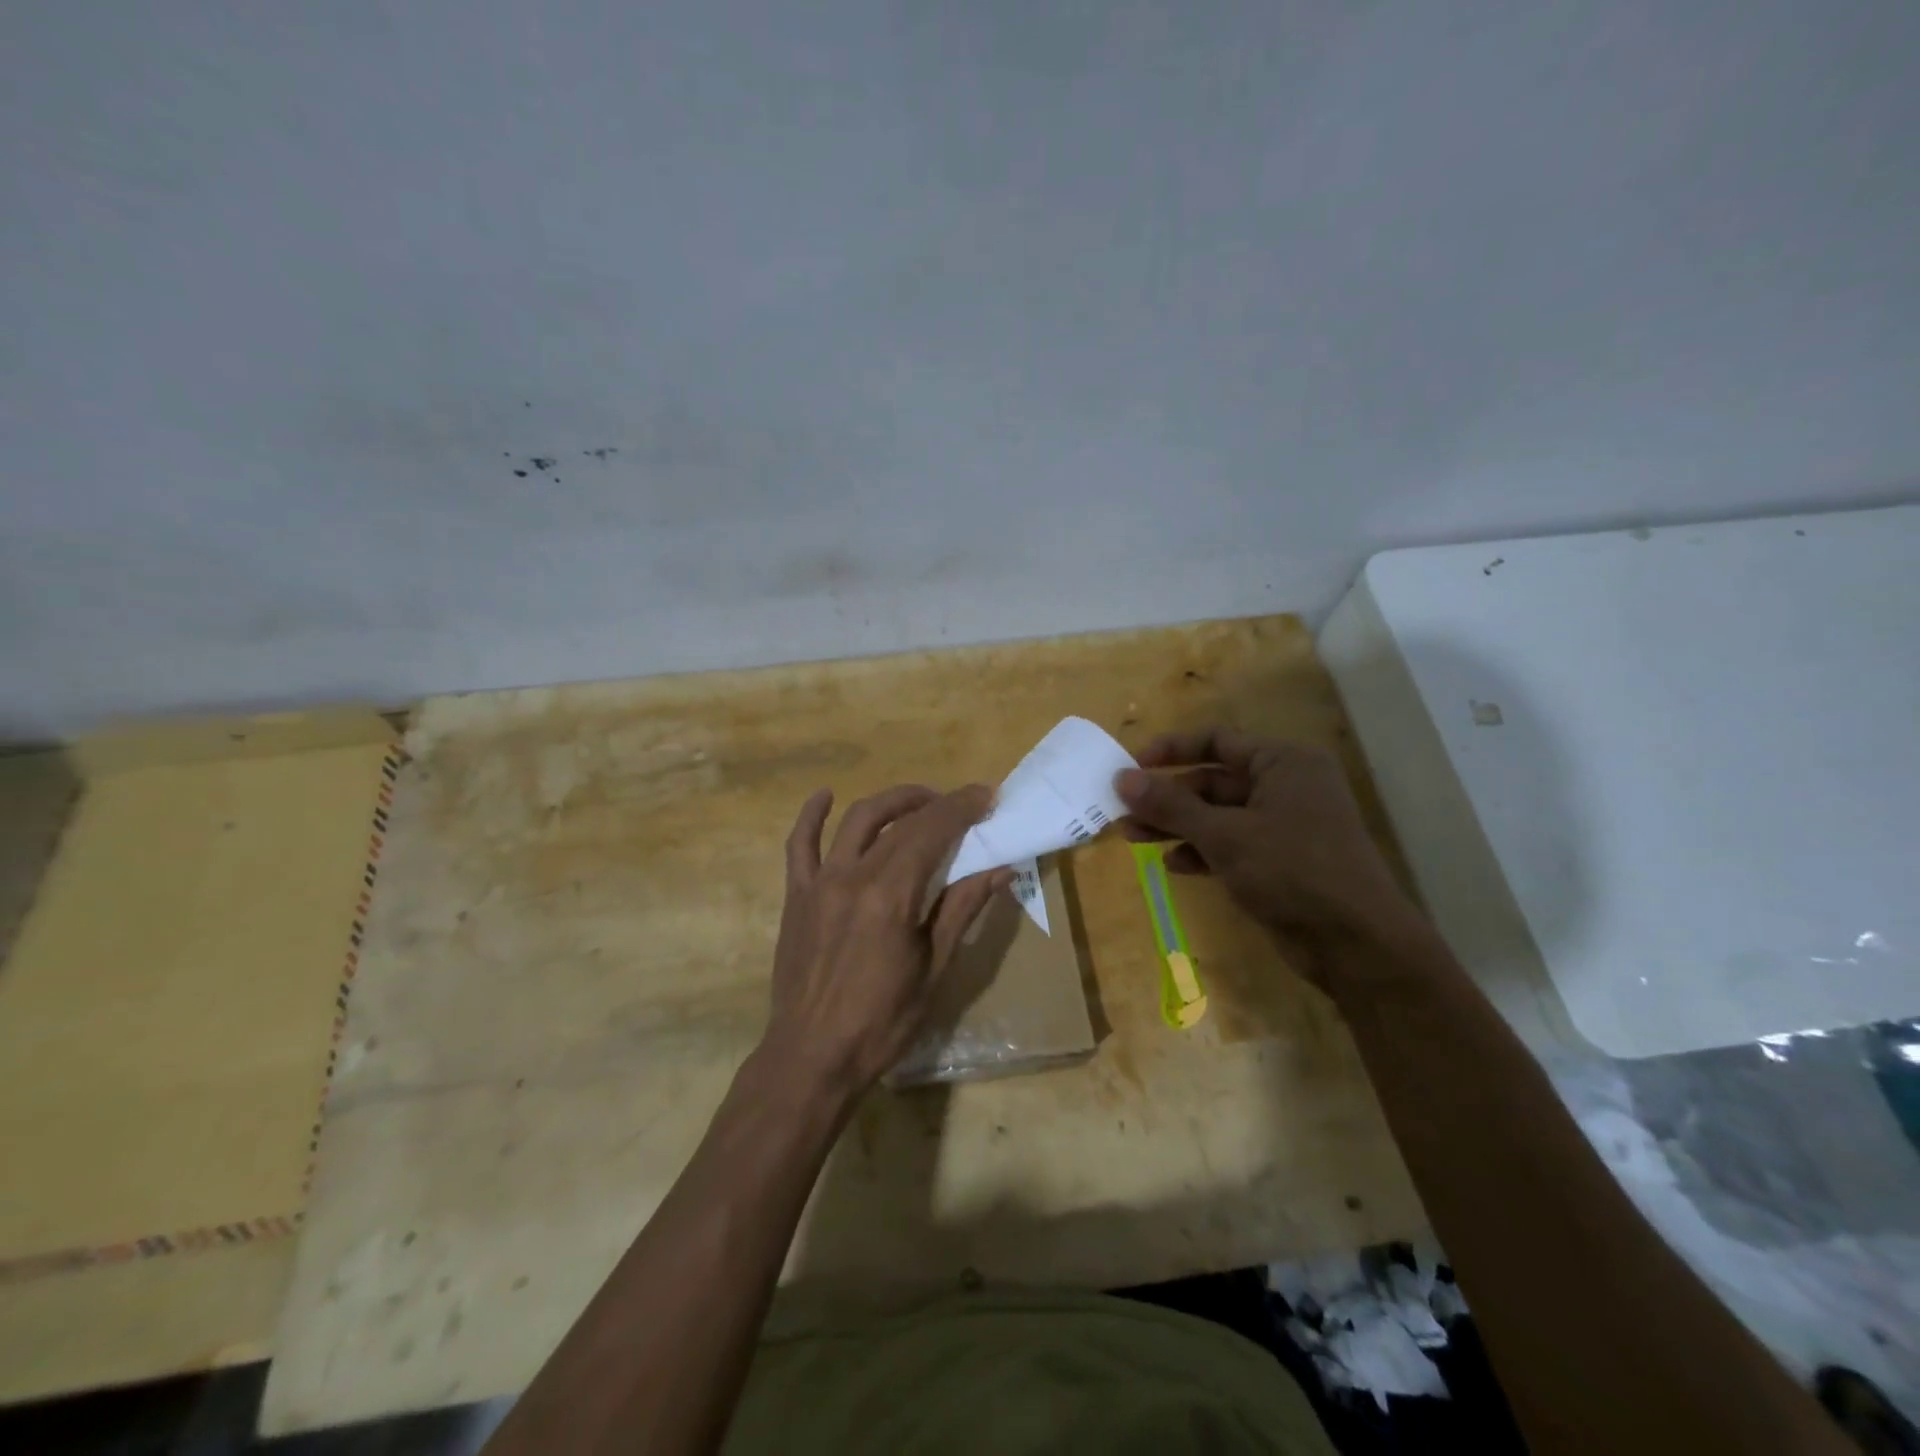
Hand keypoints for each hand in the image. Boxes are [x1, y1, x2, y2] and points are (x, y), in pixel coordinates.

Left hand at [759, 783, 1010, 1102]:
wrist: (812, 1057)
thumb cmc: (882, 1022)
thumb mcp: (935, 969)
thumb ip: (963, 909)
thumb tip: (1002, 869)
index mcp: (891, 895)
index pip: (932, 831)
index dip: (962, 807)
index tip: (988, 795)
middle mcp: (853, 875)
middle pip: (900, 822)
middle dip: (936, 803)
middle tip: (963, 805)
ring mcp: (819, 882)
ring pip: (856, 821)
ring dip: (891, 803)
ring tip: (918, 803)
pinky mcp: (797, 895)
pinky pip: (799, 845)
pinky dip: (811, 815)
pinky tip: (825, 796)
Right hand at [1114, 728, 1428, 984]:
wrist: (1355, 944)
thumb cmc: (1292, 871)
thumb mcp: (1225, 835)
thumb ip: (1171, 805)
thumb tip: (1122, 779)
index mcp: (1282, 763)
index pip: (1217, 740)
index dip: (1172, 749)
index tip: (1131, 766)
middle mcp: (1284, 786)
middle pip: (1212, 781)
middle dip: (1167, 797)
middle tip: (1122, 811)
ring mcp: (1283, 825)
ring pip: (1217, 815)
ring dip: (1176, 825)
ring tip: (1132, 837)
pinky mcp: (1279, 860)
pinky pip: (1230, 844)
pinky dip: (1201, 851)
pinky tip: (1174, 865)